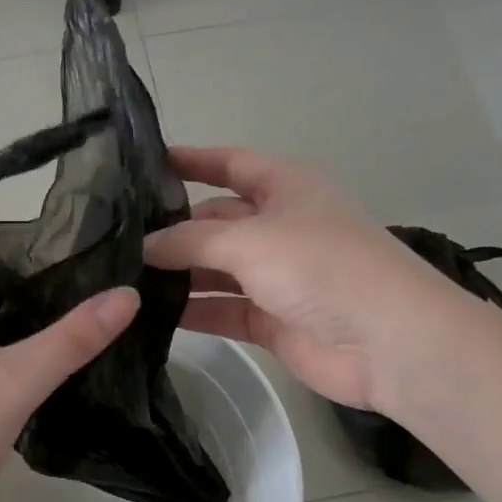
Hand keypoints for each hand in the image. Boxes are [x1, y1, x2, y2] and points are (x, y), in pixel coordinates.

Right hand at [144, 147, 440, 410]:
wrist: (386, 341)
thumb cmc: (321, 267)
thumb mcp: (250, 240)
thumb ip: (190, 240)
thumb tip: (143, 245)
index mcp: (286, 188)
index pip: (231, 164)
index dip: (192, 160)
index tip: (144, 163)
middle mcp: (279, 227)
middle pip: (216, 221)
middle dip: (173, 228)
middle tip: (116, 237)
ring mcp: (276, 277)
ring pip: (215, 269)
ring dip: (178, 273)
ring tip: (122, 277)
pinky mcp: (271, 321)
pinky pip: (222, 309)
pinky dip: (192, 311)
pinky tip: (149, 314)